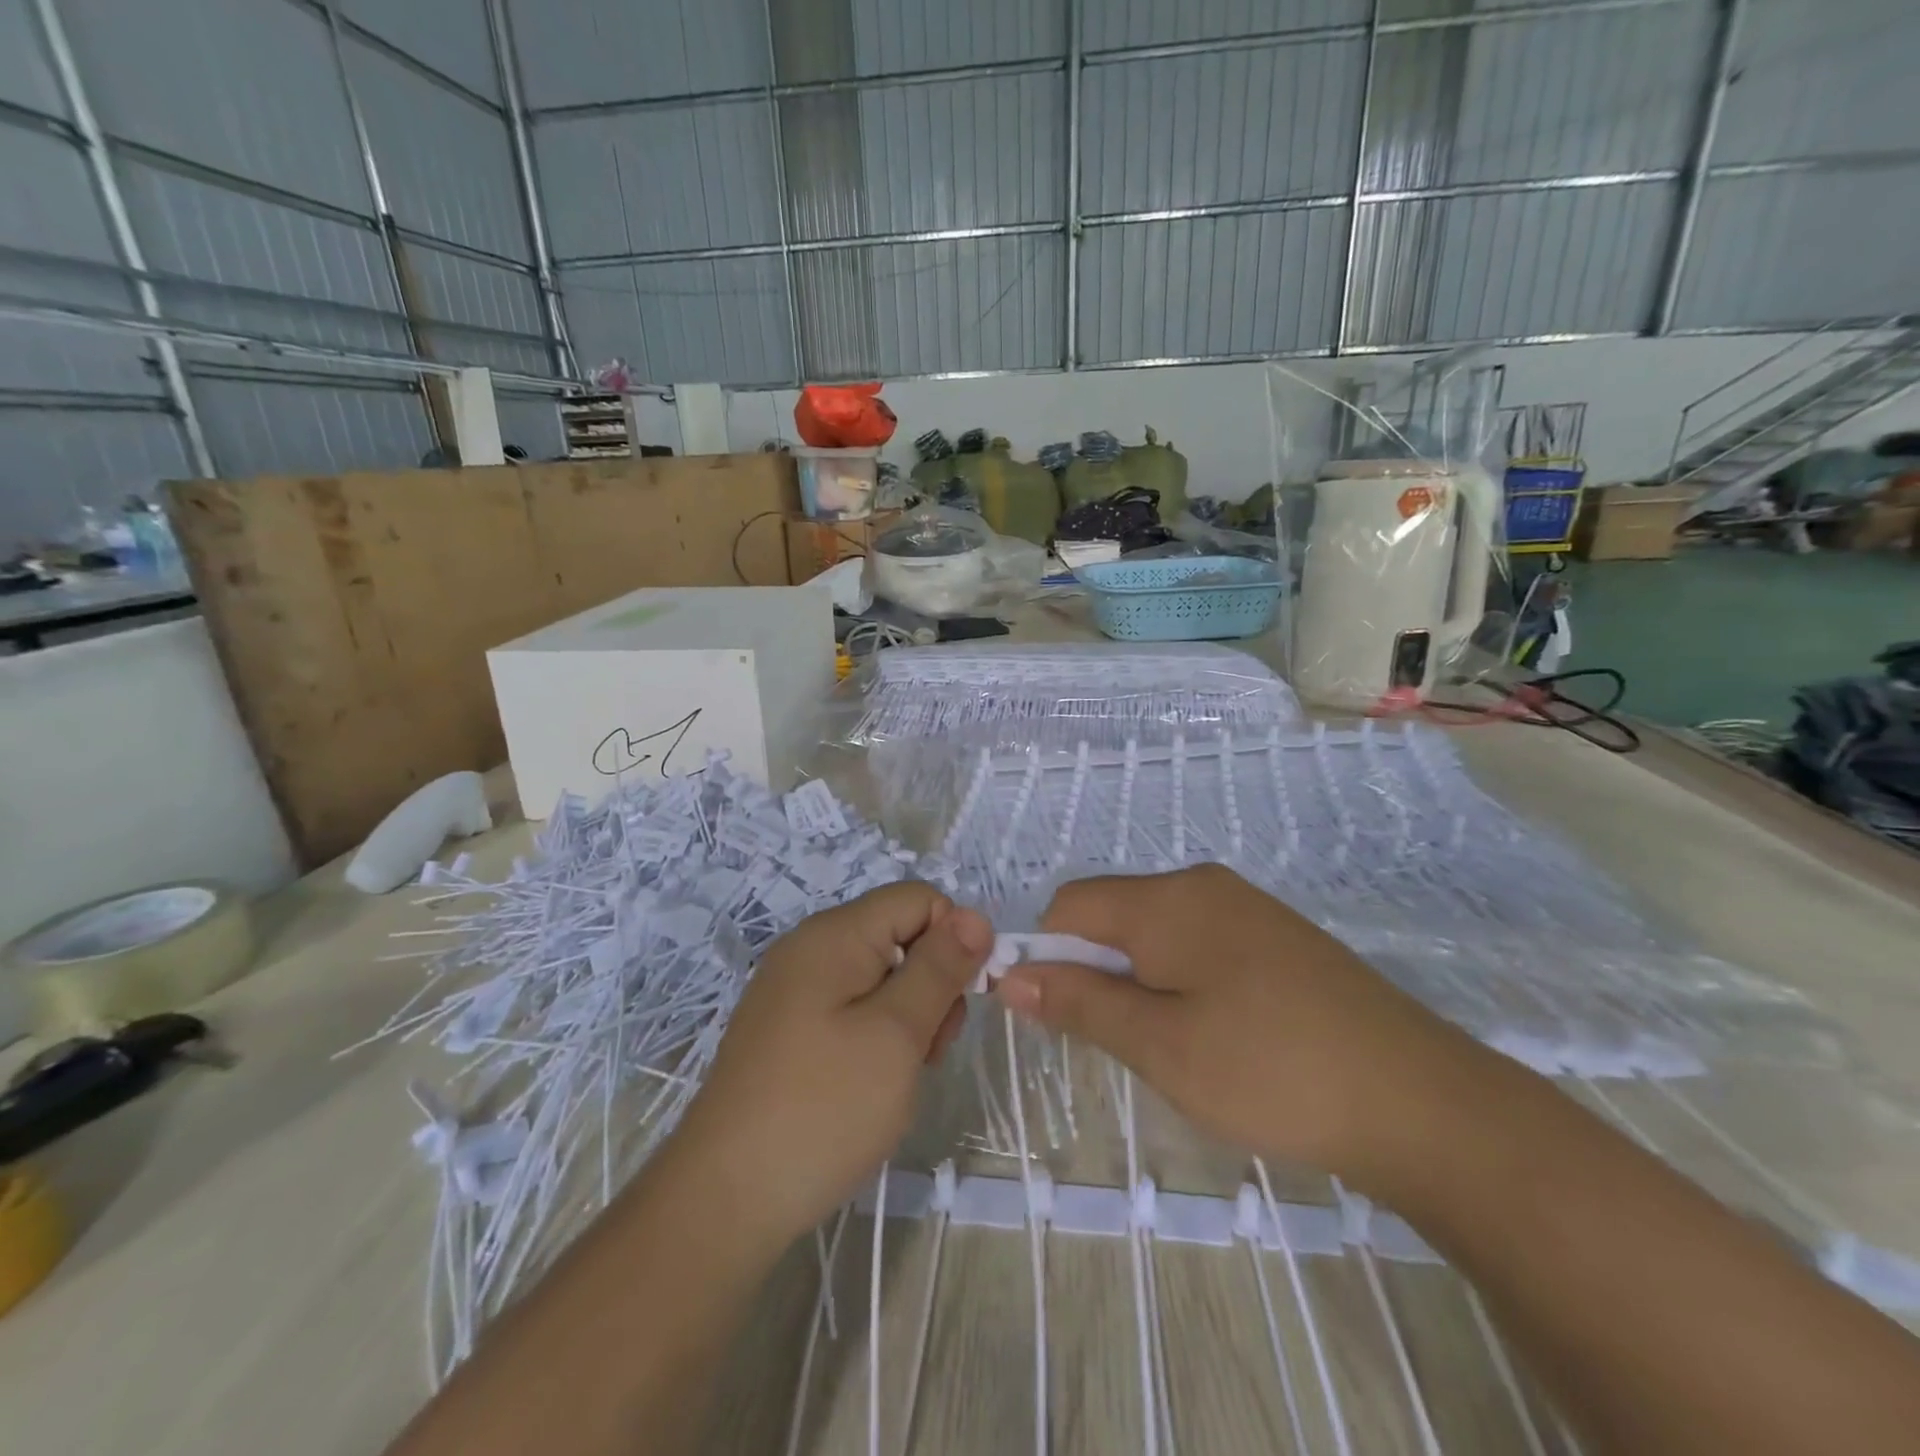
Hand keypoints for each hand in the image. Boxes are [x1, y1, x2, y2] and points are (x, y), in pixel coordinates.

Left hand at [662, 882, 990, 1251]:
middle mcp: (810, 947)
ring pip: (880, 976)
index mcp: (834, 934)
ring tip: (897, 1076)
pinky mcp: (787, 1027)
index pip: (918, 899)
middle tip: (925, 1051)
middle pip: (899, 936)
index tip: (958, 1001)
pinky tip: (869, 1084)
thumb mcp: (897, 1033)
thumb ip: (939, 968)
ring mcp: (794, 989)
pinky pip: (851, 1008)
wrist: (724, 1199)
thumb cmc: (823, 1108)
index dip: (952, 939)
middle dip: (930, 985)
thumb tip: (974, 915)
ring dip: (907, 1018)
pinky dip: (876, 1036)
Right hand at [995, 864, 1482, 1185]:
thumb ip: (1080, 1003)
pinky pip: (1199, 945)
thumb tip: (1009, 975)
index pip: (1071, 905)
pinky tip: (1220, 1036)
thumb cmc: (1271, 1070)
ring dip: (1140, 983)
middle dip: (1098, 973)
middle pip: (1113, 915)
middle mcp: (1203, 885)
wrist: (1422, 1101)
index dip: (1049, 956)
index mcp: (1167, 899)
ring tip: (1175, 1049)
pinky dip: (1182, 983)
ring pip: (1156, 934)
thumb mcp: (1160, 1045)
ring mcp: (1246, 908)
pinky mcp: (1277, 937)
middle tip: (1127, 1045)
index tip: (1059, 1019)